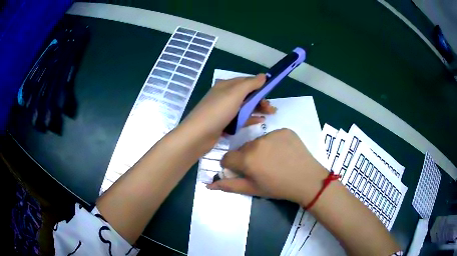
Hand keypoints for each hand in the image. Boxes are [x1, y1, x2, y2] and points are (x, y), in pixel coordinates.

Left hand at [181, 74, 275, 151]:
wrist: (198, 135)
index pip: (246, 81)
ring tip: (270, 114)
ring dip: (257, 109)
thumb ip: (250, 84)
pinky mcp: (224, 123)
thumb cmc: (217, 111)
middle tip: (272, 108)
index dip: (259, 85)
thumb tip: (263, 76)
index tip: (271, 91)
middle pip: (246, 95)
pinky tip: (260, 121)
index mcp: (226, 86)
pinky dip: (250, 119)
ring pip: (244, 107)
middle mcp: (225, 96)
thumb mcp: (235, 94)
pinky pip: (240, 119)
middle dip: (260, 99)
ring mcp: (224, 111)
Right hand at [206, 129, 327, 204]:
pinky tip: (283, 153)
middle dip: (246, 158)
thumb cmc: (278, 188)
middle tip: (261, 168)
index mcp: (247, 159)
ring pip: (257, 141)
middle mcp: (256, 142)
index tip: (241, 171)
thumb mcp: (253, 189)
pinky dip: (274, 143)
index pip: (227, 158)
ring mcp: (272, 134)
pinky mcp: (285, 130)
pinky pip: (272, 136)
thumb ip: (229, 185)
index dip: (232, 166)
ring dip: (260, 150)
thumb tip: (209, 185)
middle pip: (243, 149)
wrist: (308, 180)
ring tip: (274, 160)